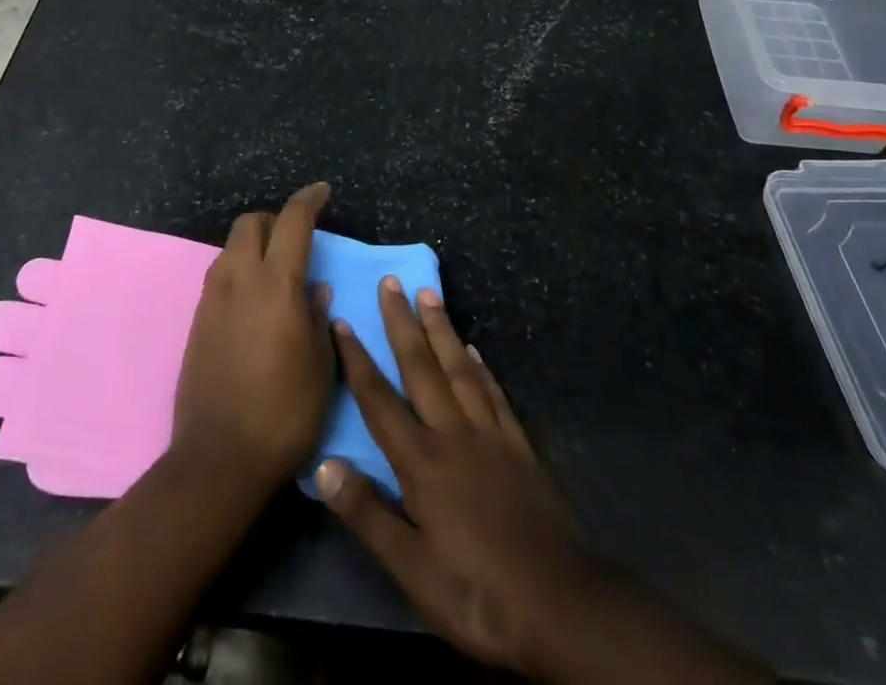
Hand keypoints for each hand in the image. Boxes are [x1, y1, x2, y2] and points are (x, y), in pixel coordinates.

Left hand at [172, 182, 333, 493]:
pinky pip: (219, 276)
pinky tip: (254, 303)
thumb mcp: (320, 365)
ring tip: (276, 274)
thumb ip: (318, 317)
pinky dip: (239, 272)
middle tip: (296, 240)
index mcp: (276, 284)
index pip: (292, 221)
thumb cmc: (285, 412)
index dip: (309, 200)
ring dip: (254, 246)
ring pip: (230, 248)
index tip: (322, 192)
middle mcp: (239, 279)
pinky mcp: (196, 320)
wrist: (219, 458)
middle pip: (251, 223)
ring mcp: (212, 299)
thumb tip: (315, 289)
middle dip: (274, 220)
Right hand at [314, 279, 597, 676]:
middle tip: (391, 281)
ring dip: (441, 329)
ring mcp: (490, 434)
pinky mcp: (519, 445)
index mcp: (422, 462)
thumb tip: (323, 465)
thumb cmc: (477, 593)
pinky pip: (494, 393)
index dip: (358, 360)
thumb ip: (368, 514)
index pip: (379, 400)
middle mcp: (453, 433)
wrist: (561, 603)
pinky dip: (481, 367)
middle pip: (422, 367)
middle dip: (402, 323)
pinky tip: (475, 350)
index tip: (342, 321)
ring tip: (429, 294)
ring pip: (459, 367)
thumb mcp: (412, 571)